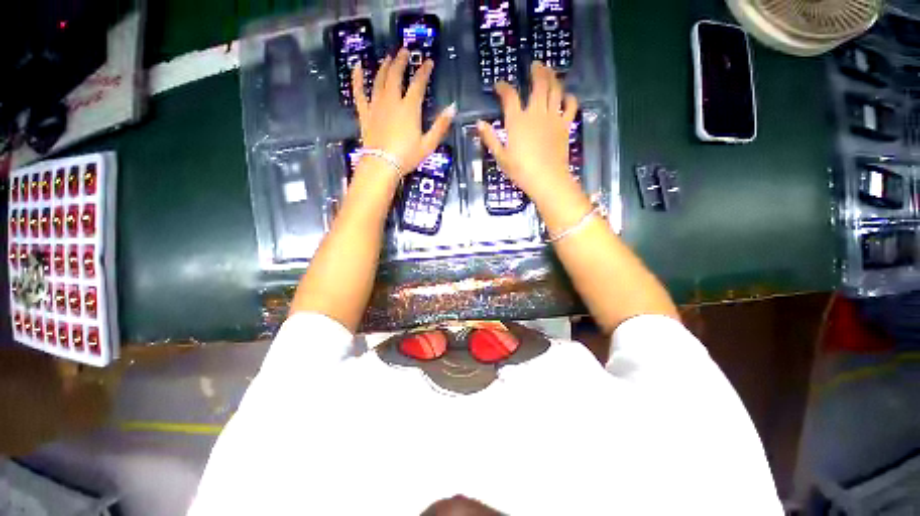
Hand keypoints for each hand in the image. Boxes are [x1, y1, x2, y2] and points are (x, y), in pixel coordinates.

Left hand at [352, 49, 455, 175]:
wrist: (382, 165)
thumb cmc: (407, 157)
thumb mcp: (428, 144)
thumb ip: (440, 126)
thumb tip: (452, 108)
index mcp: (409, 108)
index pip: (418, 84)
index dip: (424, 71)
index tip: (428, 61)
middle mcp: (392, 101)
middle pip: (396, 75)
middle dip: (401, 61)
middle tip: (405, 51)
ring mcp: (376, 105)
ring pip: (379, 80)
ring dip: (384, 66)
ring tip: (388, 57)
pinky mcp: (365, 113)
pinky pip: (359, 92)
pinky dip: (357, 79)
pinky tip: (356, 67)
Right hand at [477, 62, 578, 202]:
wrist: (547, 179)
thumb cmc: (521, 170)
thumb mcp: (501, 157)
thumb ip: (490, 138)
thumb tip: (479, 123)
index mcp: (517, 121)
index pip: (509, 96)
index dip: (503, 87)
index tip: (499, 85)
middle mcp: (536, 113)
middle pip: (538, 84)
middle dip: (536, 71)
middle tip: (535, 64)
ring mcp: (553, 117)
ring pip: (555, 90)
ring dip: (553, 77)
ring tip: (550, 71)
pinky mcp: (565, 125)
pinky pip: (571, 106)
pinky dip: (569, 98)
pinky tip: (567, 95)